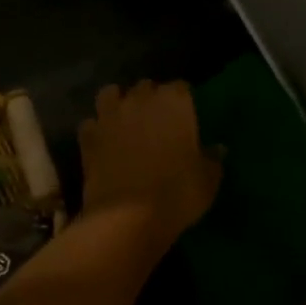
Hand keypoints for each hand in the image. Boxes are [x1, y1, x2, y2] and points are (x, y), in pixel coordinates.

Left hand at [77, 81, 222, 252]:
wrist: (127, 217)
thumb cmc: (176, 194)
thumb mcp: (208, 180)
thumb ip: (212, 159)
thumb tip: (217, 149)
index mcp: (174, 102)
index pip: (180, 87)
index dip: (182, 101)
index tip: (186, 117)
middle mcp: (140, 100)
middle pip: (146, 87)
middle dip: (150, 99)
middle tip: (157, 122)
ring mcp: (110, 116)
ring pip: (111, 94)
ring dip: (118, 104)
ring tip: (125, 122)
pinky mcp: (87, 136)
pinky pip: (91, 123)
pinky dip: (97, 130)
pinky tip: (103, 143)